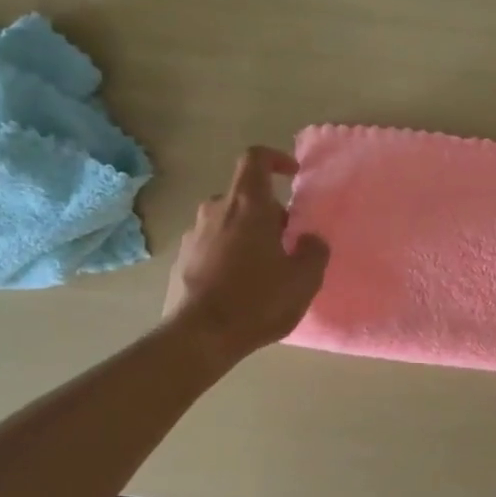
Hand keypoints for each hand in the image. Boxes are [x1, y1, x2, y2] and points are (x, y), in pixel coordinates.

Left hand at [164, 146, 328, 361]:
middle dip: (268, 212)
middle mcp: (215, 211)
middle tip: (288, 242)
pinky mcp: (181, 261)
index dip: (275, 159)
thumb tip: (309, 239)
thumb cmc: (257, 300)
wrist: (199, 337)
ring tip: (265, 268)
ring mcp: (193, 236)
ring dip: (247, 235)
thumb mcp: (304, 279)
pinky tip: (240, 286)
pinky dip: (228, 255)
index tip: (291, 174)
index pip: (255, 159)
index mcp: (248, 205)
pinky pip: (211, 246)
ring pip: (227, 222)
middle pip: (245, 196)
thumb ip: (314, 251)